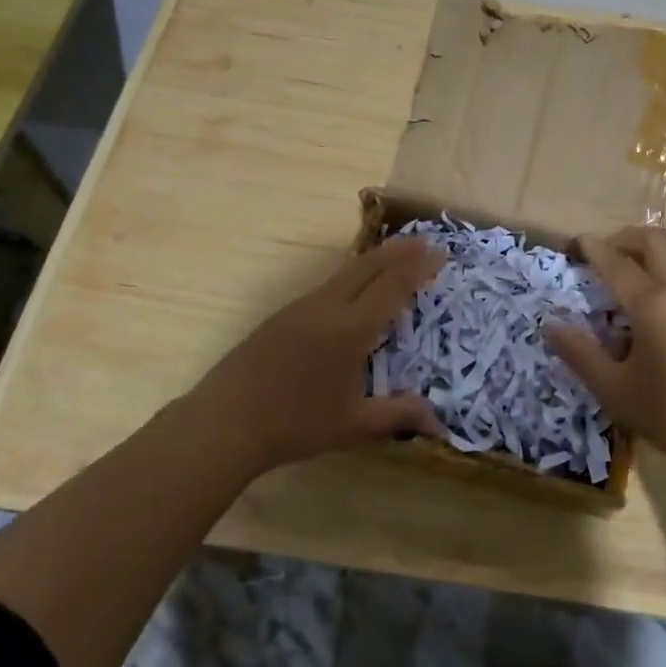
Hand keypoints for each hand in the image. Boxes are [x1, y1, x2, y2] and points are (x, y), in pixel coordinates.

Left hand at [182, 237, 447, 473]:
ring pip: (344, 272)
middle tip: (423, 241)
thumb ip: (398, 417)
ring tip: (393, 257)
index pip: (392, 287)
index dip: (418, 268)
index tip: (439, 253)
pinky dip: (351, 276)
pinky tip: (352, 289)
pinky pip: (326, 285)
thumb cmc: (295, 424)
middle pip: (367, 267)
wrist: (226, 421)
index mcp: (350, 329)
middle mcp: (327, 307)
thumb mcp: (353, 425)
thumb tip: (439, 424)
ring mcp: (300, 308)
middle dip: (398, 251)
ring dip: (373, 260)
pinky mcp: (282, 316)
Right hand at [547, 226, 665, 478]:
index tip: (576, 242)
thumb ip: (580, 354)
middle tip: (603, 254)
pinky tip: (659, 302)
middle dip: (625, 238)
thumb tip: (550, 326)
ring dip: (651, 250)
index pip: (616, 263)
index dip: (593, 249)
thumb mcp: (615, 391)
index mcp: (654, 305)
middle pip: (656, 240)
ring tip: (630, 271)